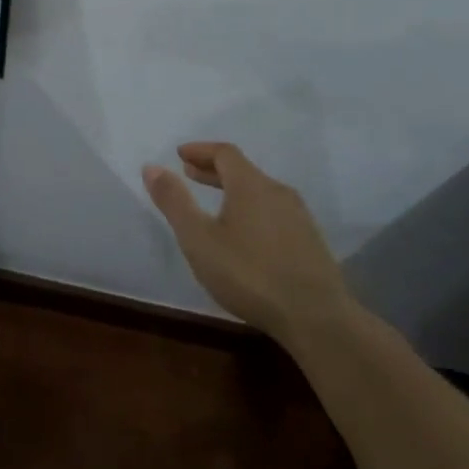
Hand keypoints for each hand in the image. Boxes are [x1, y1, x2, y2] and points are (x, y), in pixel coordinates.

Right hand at [143, 142, 348, 338]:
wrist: (317, 318)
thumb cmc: (249, 274)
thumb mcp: (199, 239)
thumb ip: (174, 202)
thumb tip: (152, 167)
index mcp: (251, 185)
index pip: (225, 153)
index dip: (200, 150)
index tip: (180, 155)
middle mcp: (278, 192)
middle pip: (243, 170)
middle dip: (214, 169)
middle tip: (190, 174)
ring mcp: (299, 217)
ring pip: (260, 192)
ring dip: (233, 190)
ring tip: (214, 204)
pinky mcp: (310, 242)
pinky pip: (273, 211)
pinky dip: (251, 209)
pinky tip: (245, 234)